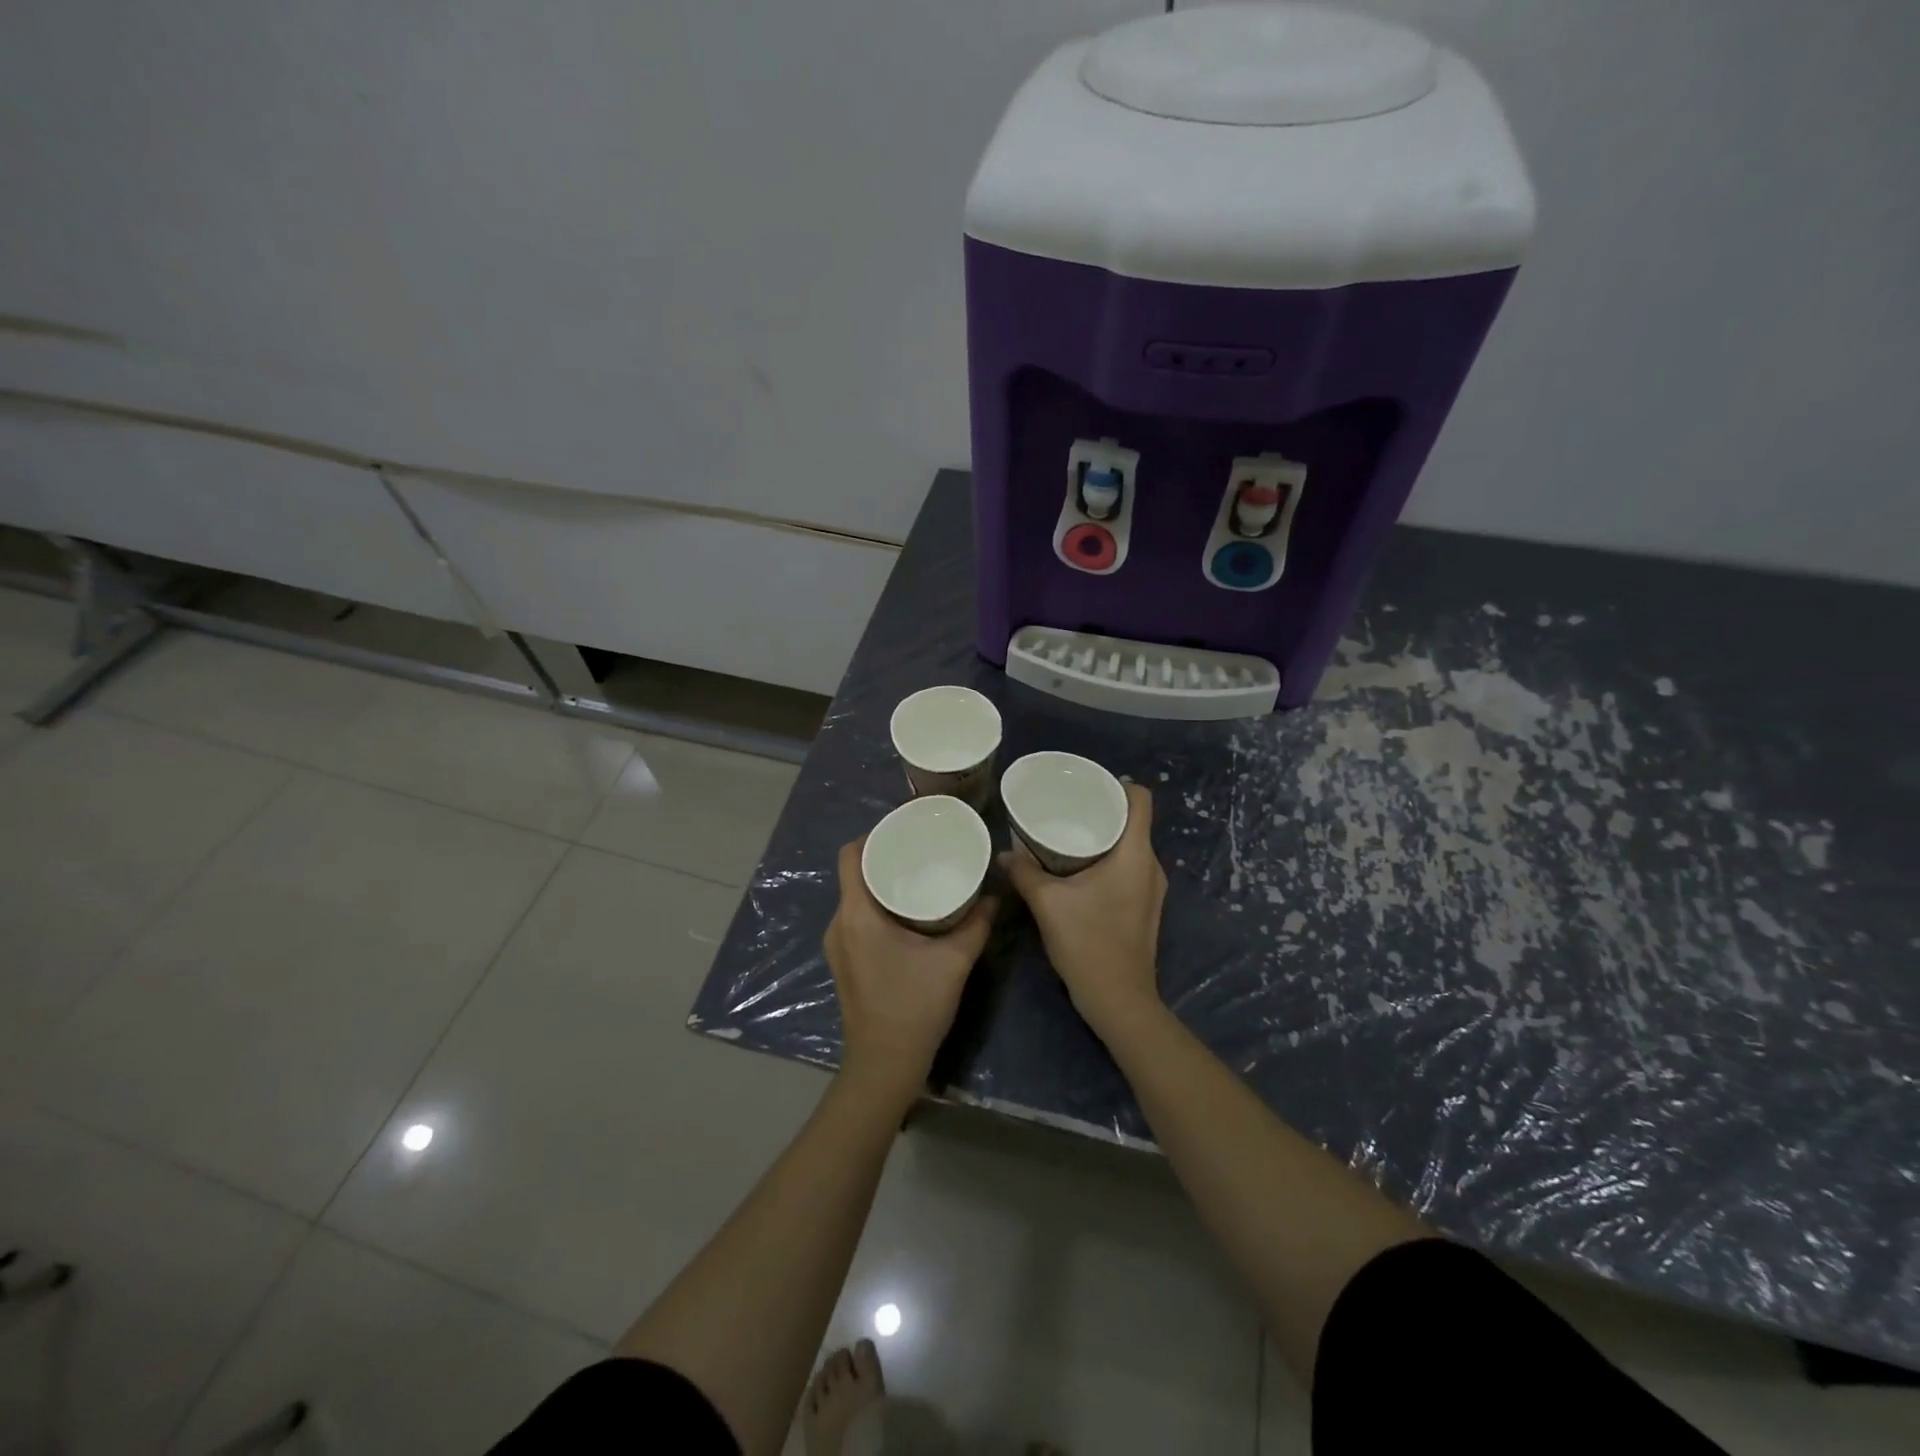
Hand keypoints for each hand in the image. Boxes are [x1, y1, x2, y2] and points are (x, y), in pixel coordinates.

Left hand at [825, 839, 996, 1101]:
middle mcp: (839, 924)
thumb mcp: (953, 961)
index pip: (850, 855)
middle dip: (884, 856)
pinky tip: (909, 911)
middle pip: (854, 873)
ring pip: (856, 896)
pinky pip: (857, 917)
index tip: (905, 829)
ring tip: (918, 874)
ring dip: (882, 882)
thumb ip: (976, 924)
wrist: (884, 1065)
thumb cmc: (914, 1008)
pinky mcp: (844, 961)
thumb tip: (994, 894)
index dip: (873, 835)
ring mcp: (838, 945)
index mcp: (857, 915)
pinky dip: (879, 905)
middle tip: (921, 848)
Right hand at [999, 782, 1165, 1038]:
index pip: (1141, 799)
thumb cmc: (1089, 943)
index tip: (1087, 784)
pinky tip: (1077, 869)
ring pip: (1130, 846)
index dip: (1117, 784)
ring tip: (1067, 833)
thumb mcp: (1048, 904)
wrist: (1119, 1000)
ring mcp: (1151, 889)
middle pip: (1133, 821)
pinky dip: (1106, 859)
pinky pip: (1128, 868)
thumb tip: (1003, 854)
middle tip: (1066, 806)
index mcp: (1135, 854)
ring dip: (1103, 837)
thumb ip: (1024, 873)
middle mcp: (1150, 866)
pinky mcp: (1145, 907)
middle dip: (1101, 810)